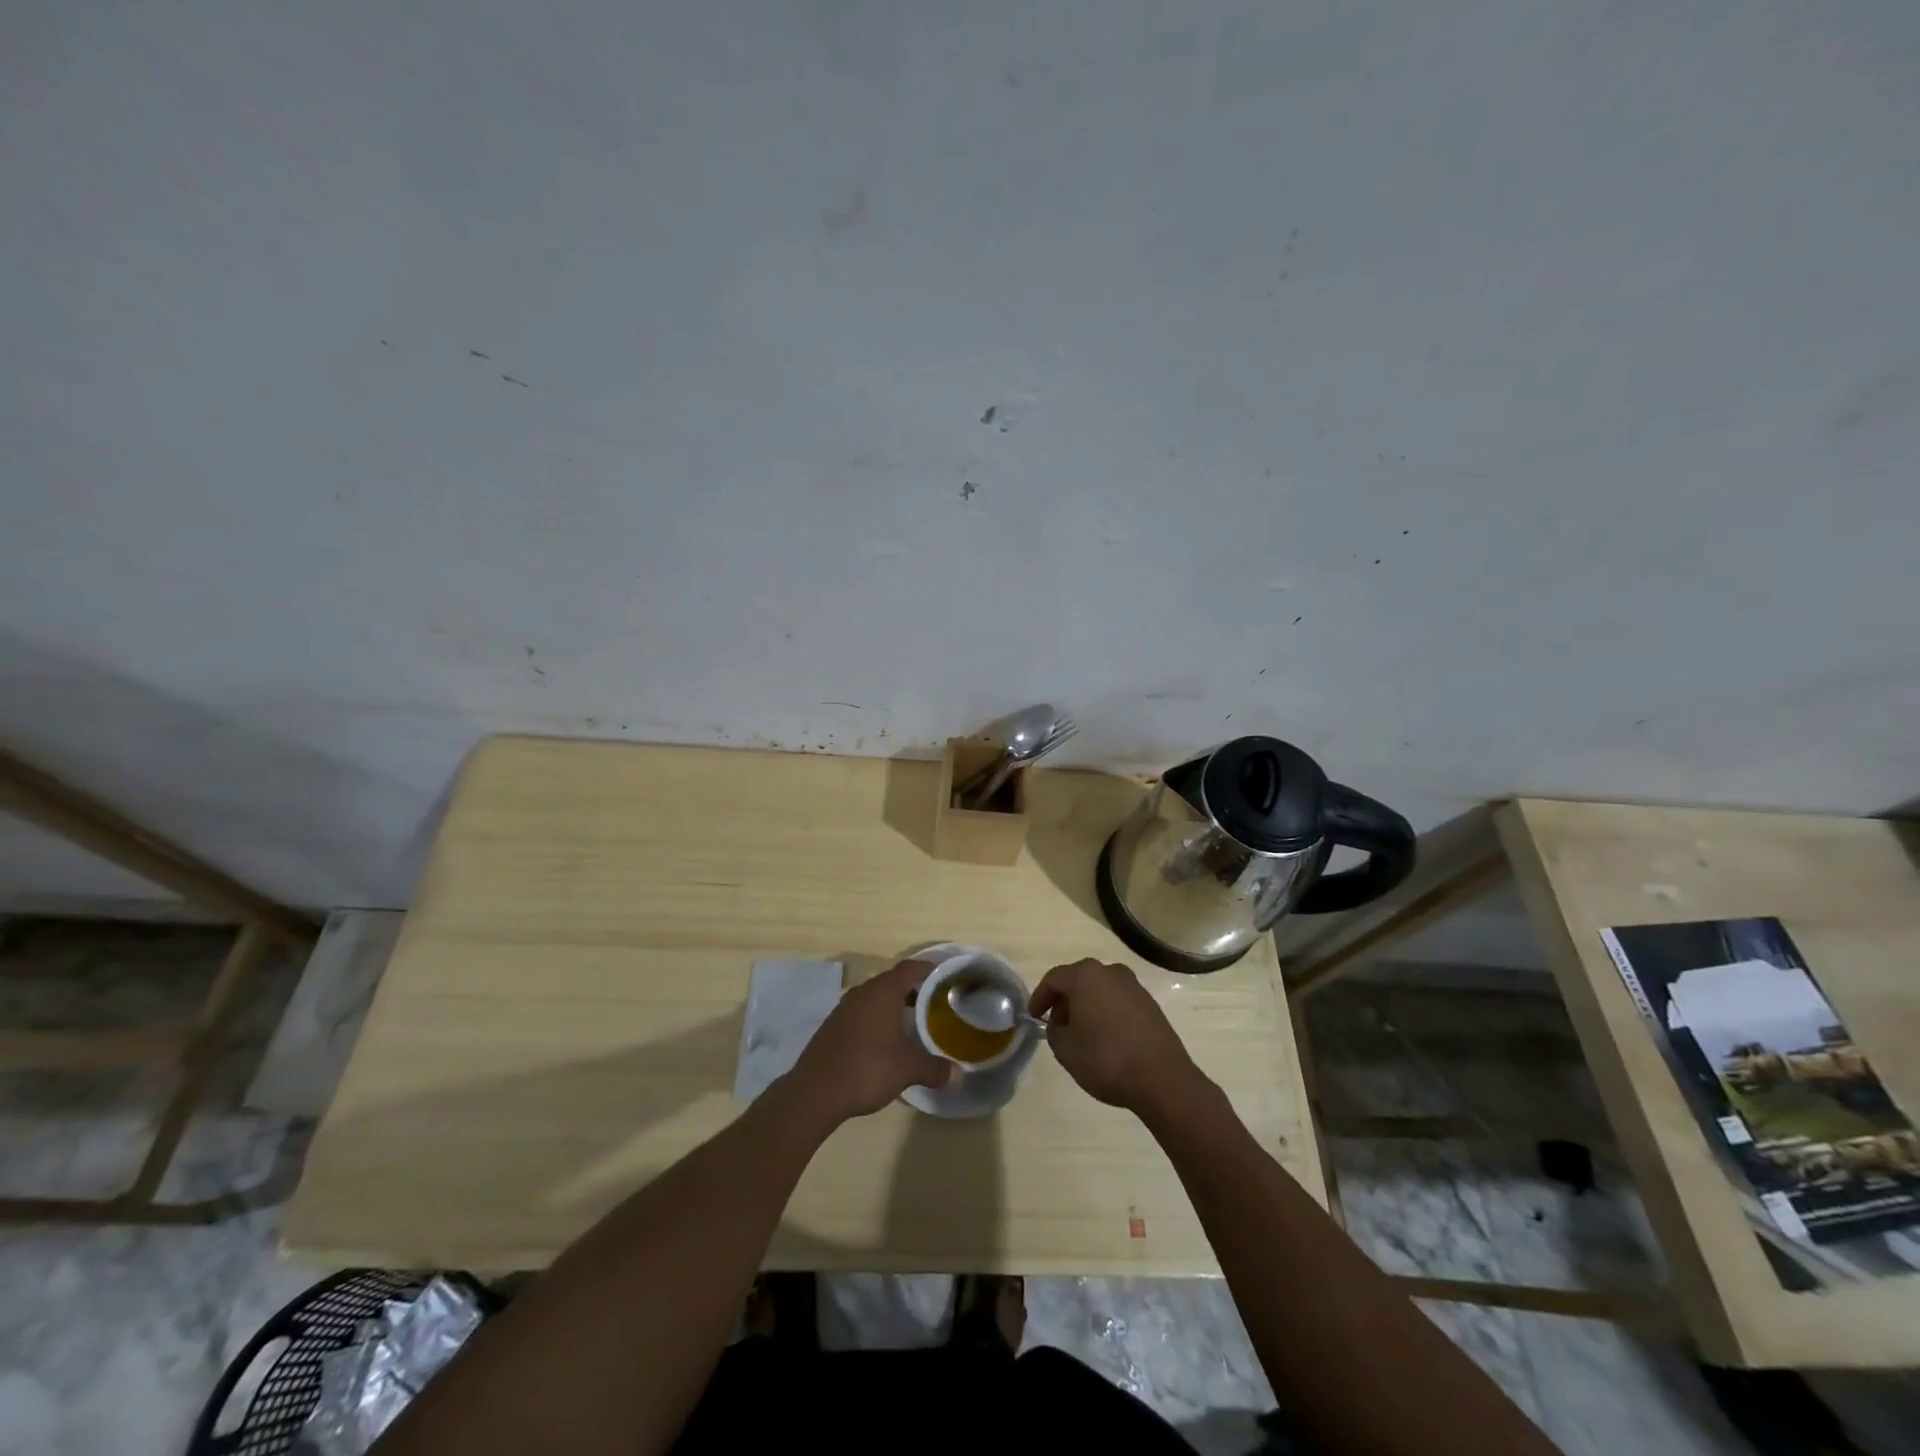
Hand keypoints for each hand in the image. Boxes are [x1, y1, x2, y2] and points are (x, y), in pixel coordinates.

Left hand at [783, 959, 952, 1125]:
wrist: (816, 1091)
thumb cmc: (868, 1068)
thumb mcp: (908, 1069)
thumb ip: (934, 1068)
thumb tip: (957, 1074)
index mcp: (883, 991)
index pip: (910, 968)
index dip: (928, 969)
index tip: (944, 978)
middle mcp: (862, 992)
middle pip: (892, 981)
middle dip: (912, 990)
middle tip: (932, 1004)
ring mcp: (843, 1008)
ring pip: (874, 998)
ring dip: (892, 1006)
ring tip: (910, 1024)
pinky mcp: (832, 1026)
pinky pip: (860, 1014)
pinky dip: (875, 1020)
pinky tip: (883, 1042)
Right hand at [1030, 958, 1202, 1115]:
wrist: (1162, 1079)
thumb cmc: (1106, 1059)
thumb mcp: (1065, 1049)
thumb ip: (1054, 1031)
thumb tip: (1060, 1024)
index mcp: (1086, 975)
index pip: (1053, 979)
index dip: (1039, 997)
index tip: (1033, 1017)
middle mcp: (1110, 972)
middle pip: (1078, 981)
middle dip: (1064, 1002)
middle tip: (1056, 1027)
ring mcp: (1134, 986)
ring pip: (1100, 991)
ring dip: (1086, 1008)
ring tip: (1081, 1035)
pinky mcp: (1150, 1004)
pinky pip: (1118, 1002)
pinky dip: (1106, 1014)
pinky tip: (1105, 1038)